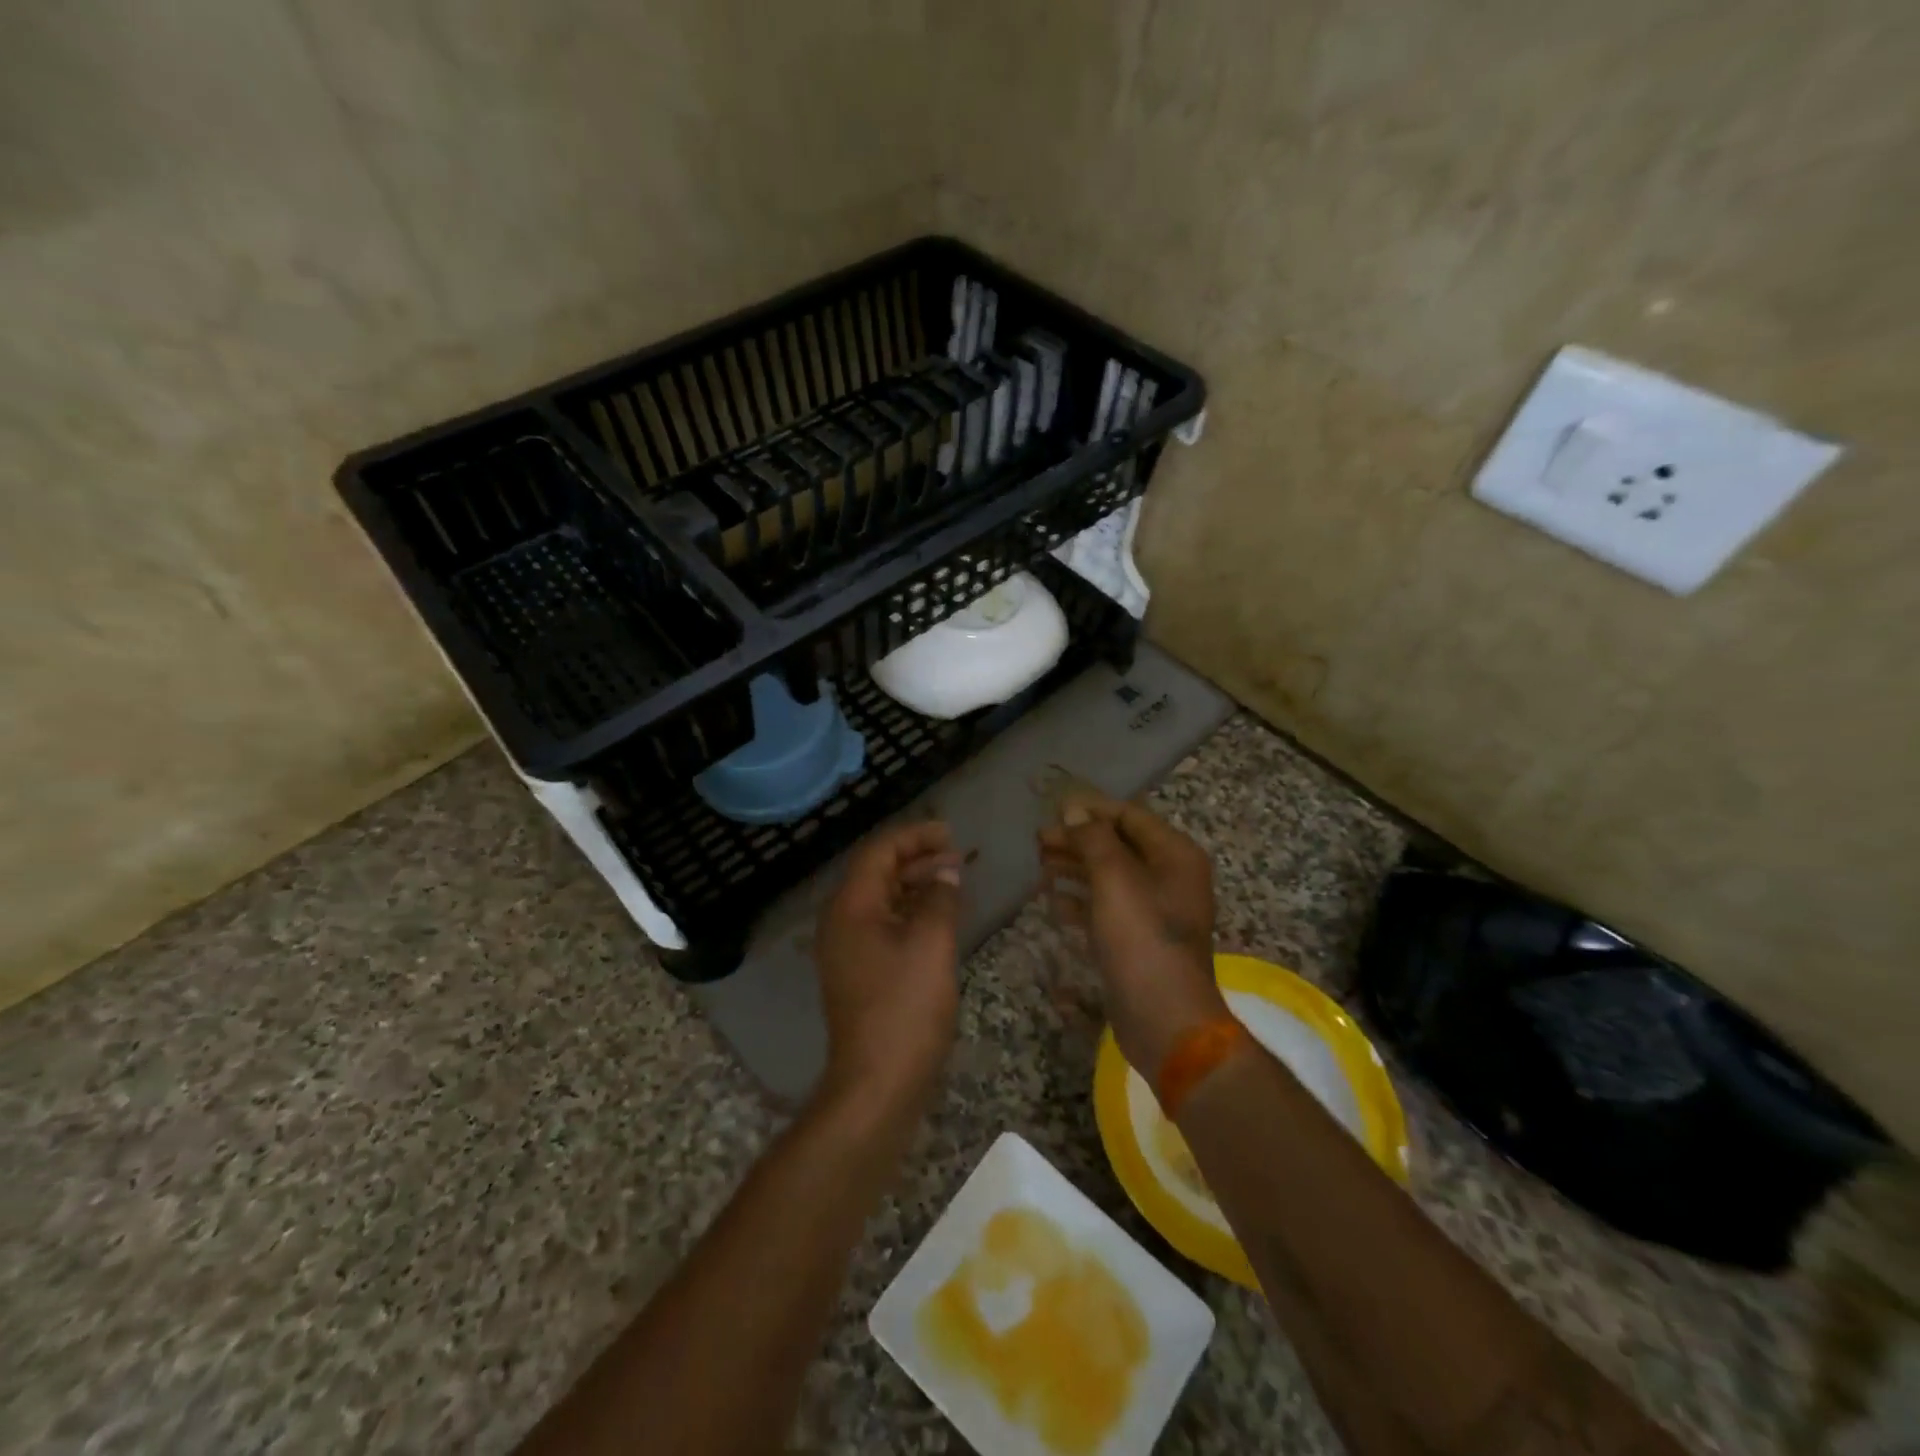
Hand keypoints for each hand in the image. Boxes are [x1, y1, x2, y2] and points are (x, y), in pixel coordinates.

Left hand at [814, 820, 964, 1105]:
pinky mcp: (860, 974)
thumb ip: (939, 898)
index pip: (879, 852)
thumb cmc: (905, 1008)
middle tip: (958, 856)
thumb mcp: (931, 944)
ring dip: (916, 886)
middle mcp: (841, 922)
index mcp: (851, 907)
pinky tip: (939, 919)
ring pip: (883, 901)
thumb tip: (946, 872)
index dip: (915, 836)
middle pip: (878, 873)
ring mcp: (848, 950)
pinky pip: (885, 927)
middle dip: (918, 859)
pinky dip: (911, 914)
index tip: (951, 834)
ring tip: (955, 882)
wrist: (877, 1085)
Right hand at [1038, 799, 1227, 1075]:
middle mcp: (1169, 877)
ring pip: (1109, 876)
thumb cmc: (1142, 940)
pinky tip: (1053, 901)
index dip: (1091, 810)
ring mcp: (1154, 911)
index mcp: (1175, 856)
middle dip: (1078, 840)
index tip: (1053, 809)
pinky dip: (1081, 901)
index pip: (1130, 816)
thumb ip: (1094, 839)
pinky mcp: (1137, 939)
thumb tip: (1074, 810)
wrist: (1164, 1019)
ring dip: (1075, 868)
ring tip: (1040, 865)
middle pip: (1117, 846)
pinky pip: (1106, 908)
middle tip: (1038, 841)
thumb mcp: (1115, 880)